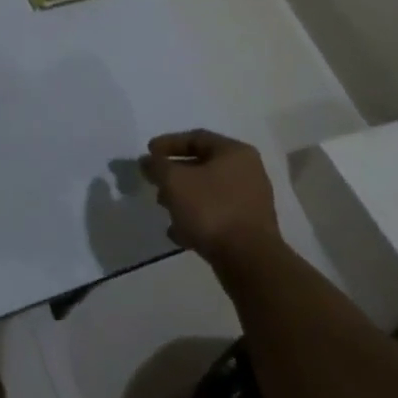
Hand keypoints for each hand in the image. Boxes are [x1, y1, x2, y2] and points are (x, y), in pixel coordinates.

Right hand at [139, 129, 279, 265]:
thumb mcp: (174, 182)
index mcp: (235, 153)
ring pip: (208, 192)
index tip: (148, 154)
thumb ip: (157, 166)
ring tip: (164, 209)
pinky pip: (217, 215)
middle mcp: (248, 172)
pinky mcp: (249, 228)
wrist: (249, 260)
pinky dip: (196, 219)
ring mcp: (250, 201)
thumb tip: (147, 161)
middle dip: (175, 174)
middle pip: (203, 165)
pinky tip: (179, 233)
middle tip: (155, 182)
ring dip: (183, 198)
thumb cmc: (211, 209)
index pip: (196, 138)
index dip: (168, 143)